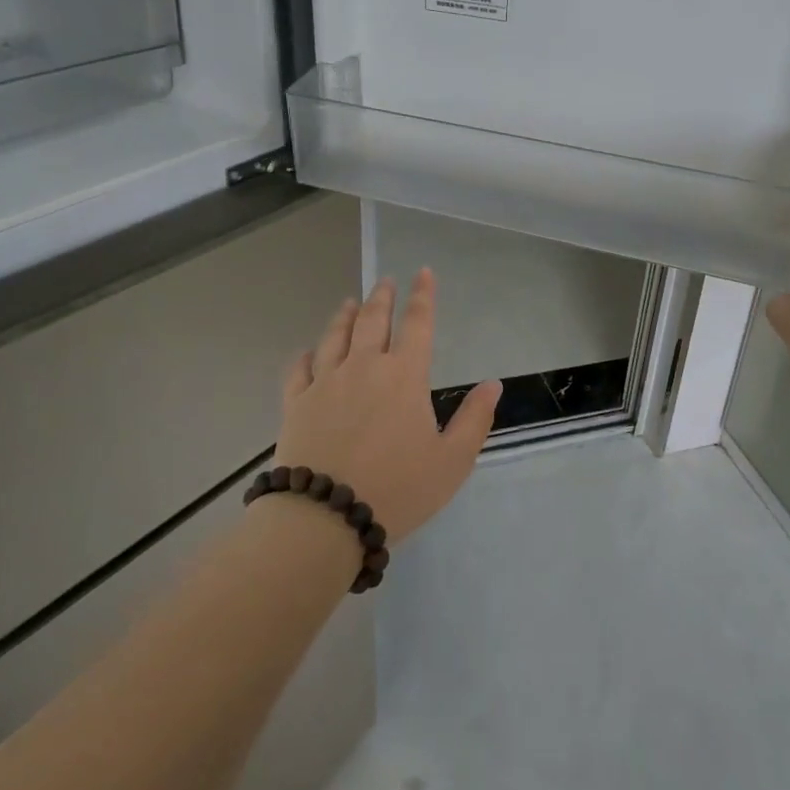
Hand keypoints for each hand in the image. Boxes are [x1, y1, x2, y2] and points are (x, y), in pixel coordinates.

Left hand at [274, 270, 500, 544]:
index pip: (417, 324)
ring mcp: (325, 382)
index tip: (423, 272)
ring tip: (349, 303)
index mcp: (404, 376)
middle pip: (372, 320)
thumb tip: (493, 384)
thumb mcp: (452, 461)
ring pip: (334, 336)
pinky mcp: (296, 403)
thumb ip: (474, 419)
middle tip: (385, 282)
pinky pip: (300, 368)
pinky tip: (308, 351)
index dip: (423, 295)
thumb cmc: (398, 489)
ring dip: (344, 316)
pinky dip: (306, 354)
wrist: (325, 516)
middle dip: (382, 297)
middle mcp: (363, 367)